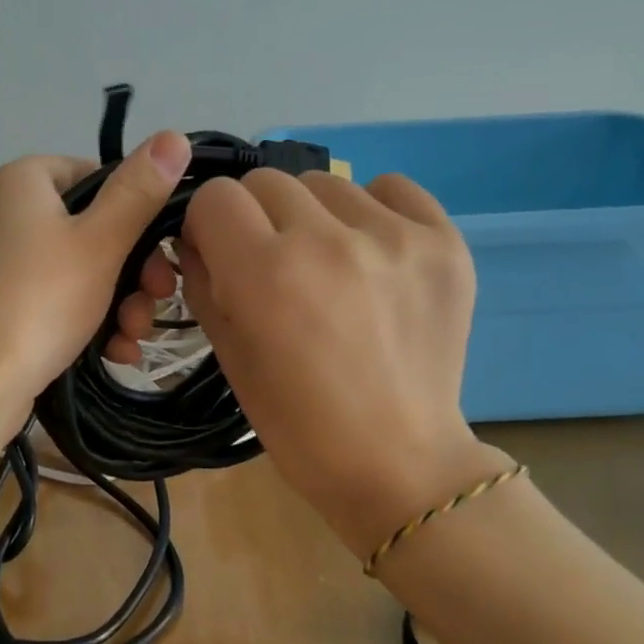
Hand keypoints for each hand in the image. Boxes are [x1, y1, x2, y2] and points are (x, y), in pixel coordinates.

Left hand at [0, 131, 190, 434]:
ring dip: (118, 301)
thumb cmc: (37, 302)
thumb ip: (139, 191)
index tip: (160, 250)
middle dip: (133, 269)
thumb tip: (174, 135)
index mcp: (20, 181)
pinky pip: (52, 298)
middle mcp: (2, 212)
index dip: (134, 210)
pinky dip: (86, 319)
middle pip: (90, 227)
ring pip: (77, 269)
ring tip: (133, 337)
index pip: (94, 174)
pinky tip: (115, 352)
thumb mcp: (100, 243)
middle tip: (158, 299)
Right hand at [172, 169, 506, 557]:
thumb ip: (202, 280)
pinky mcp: (443, 242)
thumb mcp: (228, 355)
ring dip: (313, 215)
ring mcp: (393, 237)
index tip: (221, 251)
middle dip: (256, 217)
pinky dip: (372, 210)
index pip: (215, 197)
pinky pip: (391, 187)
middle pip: (267, 181)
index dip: (209, 224)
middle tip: (274, 263)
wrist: (398, 462)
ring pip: (325, 182)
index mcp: (264, 274)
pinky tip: (373, 253)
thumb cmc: (298, 424)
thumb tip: (199, 236)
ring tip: (329, 263)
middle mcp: (326, 241)